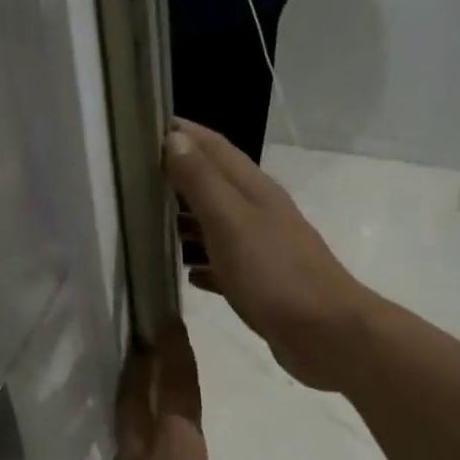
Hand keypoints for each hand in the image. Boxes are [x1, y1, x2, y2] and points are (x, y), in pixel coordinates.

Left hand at [68, 322, 296, 459]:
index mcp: (176, 452)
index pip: (178, 388)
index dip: (176, 353)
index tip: (166, 321)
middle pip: (136, 401)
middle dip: (139, 369)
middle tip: (141, 344)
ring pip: (126, 433)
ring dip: (133, 405)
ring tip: (143, 396)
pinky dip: (136, 450)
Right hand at [165, 119, 367, 391]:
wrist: (327, 335)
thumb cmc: (274, 274)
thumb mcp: (230, 222)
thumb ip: (201, 181)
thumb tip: (173, 138)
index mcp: (253, 190)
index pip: (213, 146)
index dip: (182, 132)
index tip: (143, 124)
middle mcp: (258, 212)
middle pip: (212, 183)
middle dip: (175, 175)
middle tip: (132, 176)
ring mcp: (261, 248)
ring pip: (215, 223)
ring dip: (184, 220)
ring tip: (145, 224)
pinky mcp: (260, 283)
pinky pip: (222, 264)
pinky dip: (201, 262)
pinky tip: (182, 273)